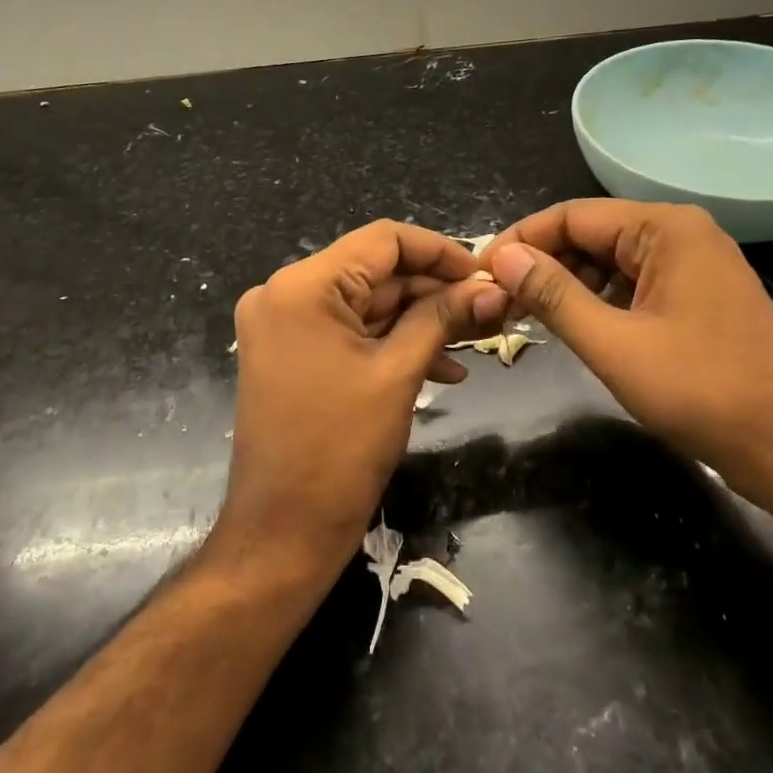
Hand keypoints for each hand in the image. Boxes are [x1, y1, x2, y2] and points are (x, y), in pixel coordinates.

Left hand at [218, 221, 508, 583]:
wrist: (282, 532)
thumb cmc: (339, 450)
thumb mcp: (398, 374)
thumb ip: (442, 318)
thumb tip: (490, 290)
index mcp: (302, 286)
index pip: (383, 240)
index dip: (440, 251)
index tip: (484, 275)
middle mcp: (285, 293)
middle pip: (376, 271)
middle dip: (434, 290)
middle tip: (488, 311)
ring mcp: (285, 325)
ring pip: (368, 303)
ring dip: (420, 320)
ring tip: (474, 339)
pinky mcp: (292, 353)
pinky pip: (351, 331)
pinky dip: (393, 342)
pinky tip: (443, 366)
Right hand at [483, 200, 772, 502]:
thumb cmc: (702, 392)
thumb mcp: (614, 345)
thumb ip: (554, 295)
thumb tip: (503, 258)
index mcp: (665, 228)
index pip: (572, 216)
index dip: (522, 241)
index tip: (482, 273)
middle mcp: (682, 231)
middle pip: (592, 233)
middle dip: (544, 263)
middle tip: (501, 301)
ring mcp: (696, 262)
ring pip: (612, 258)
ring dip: (570, 283)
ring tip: (529, 315)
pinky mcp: (700, 292)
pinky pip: (635, 280)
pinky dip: (601, 297)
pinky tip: (577, 323)